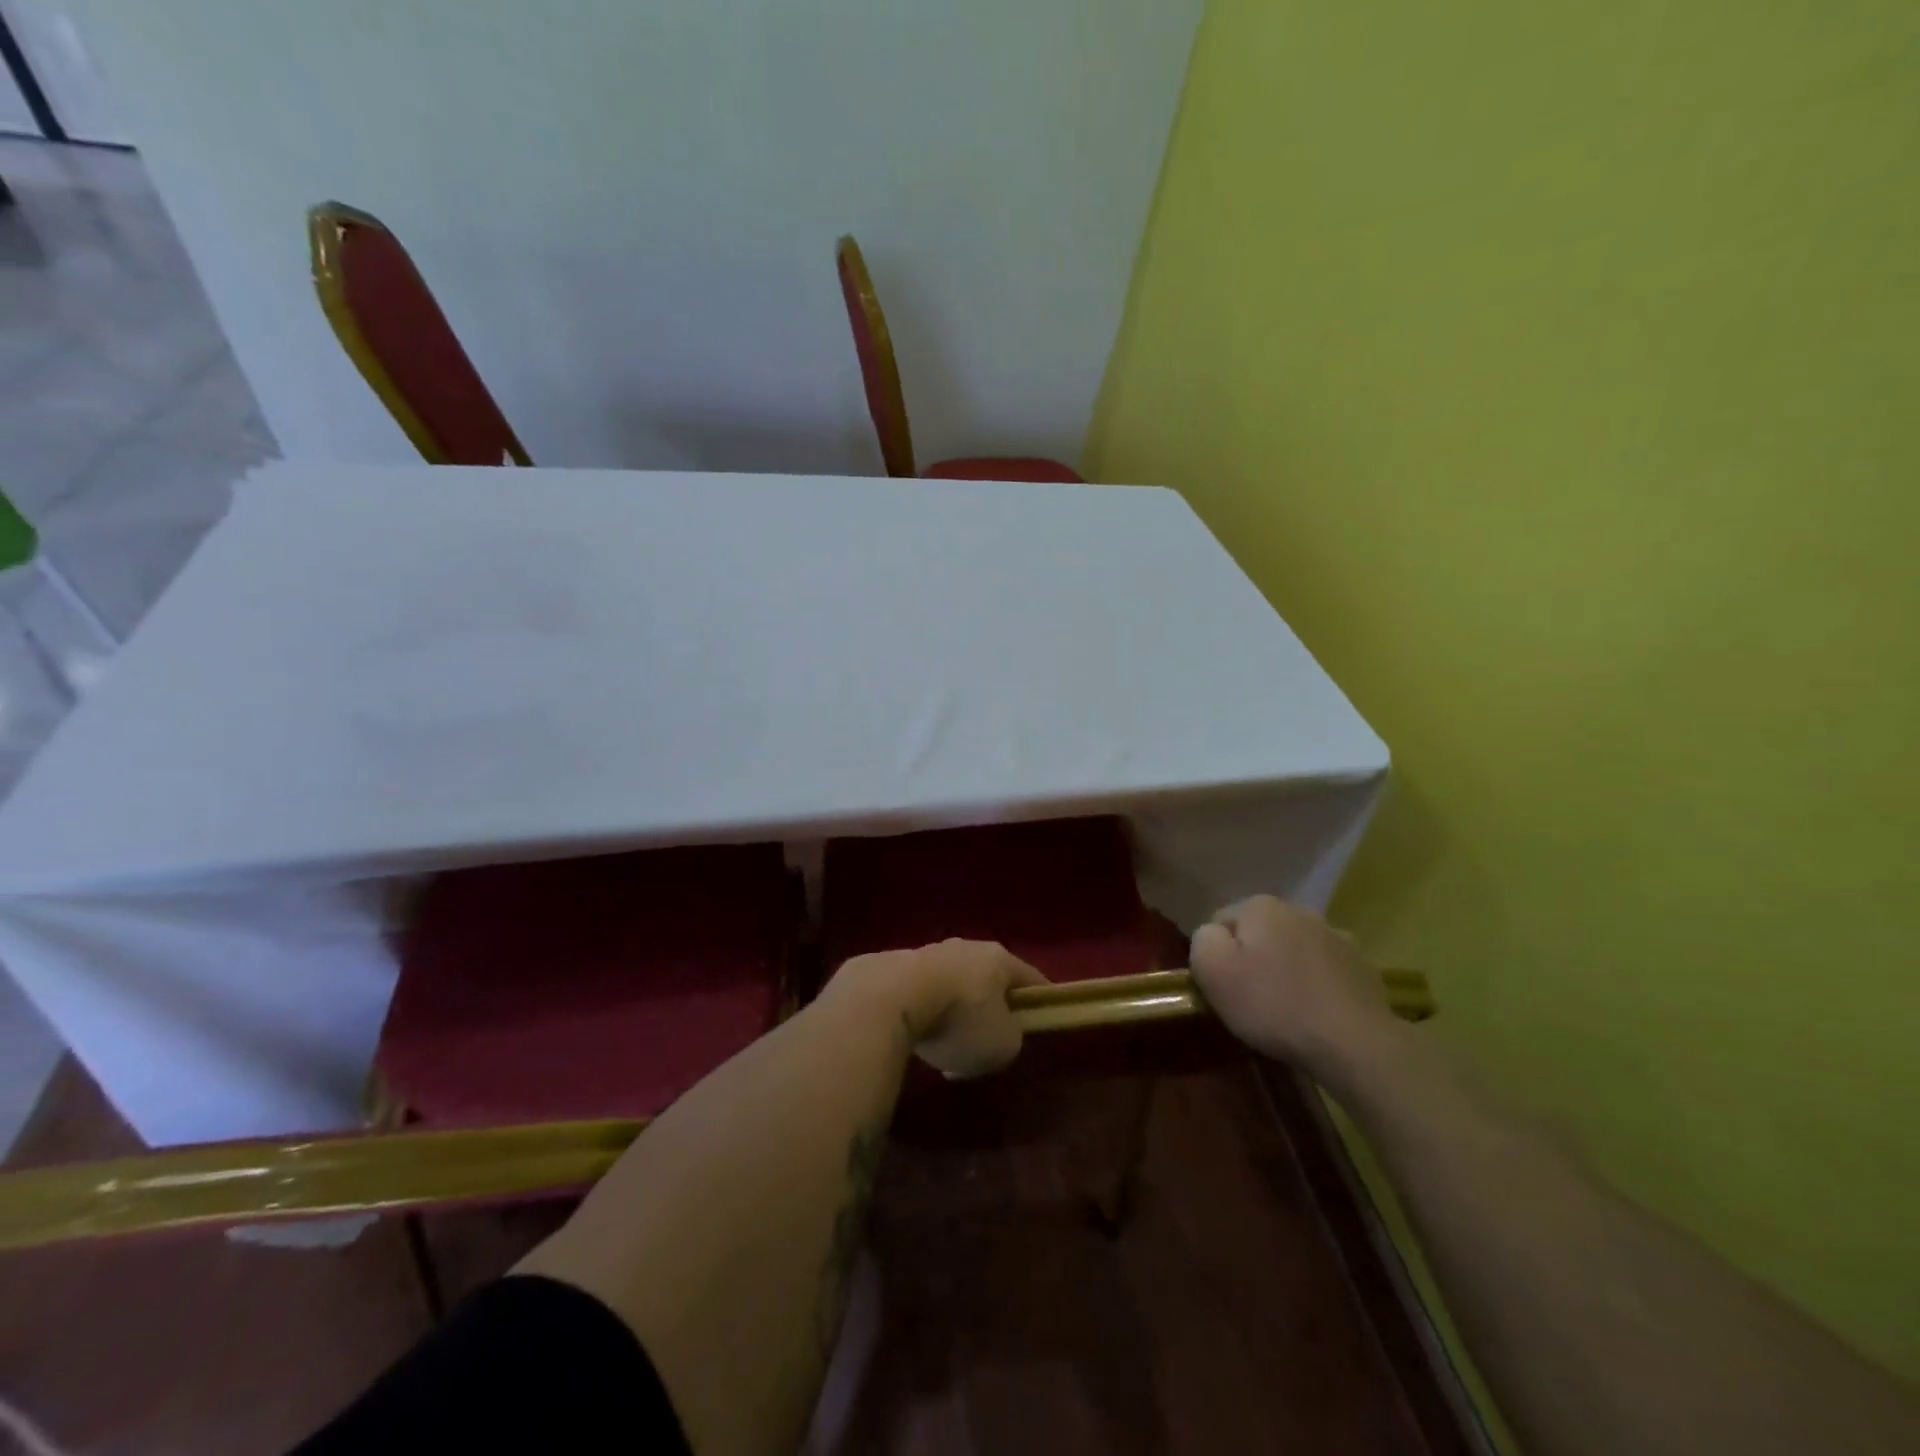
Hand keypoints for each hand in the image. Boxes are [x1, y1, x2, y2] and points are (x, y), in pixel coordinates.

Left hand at [825, 940, 1046, 1079]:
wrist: (889, 998)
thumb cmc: (959, 1019)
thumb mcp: (1002, 1044)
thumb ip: (1011, 1038)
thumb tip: (999, 1034)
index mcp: (999, 959)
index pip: (1030, 978)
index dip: (1039, 1001)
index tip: (1042, 1020)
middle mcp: (965, 947)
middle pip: (988, 980)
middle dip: (990, 1009)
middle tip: (989, 1041)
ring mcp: (928, 952)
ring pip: (952, 986)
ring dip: (954, 1014)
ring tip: (946, 1048)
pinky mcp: (895, 966)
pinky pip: (922, 994)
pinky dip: (925, 1015)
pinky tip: (917, 1041)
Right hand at [1189, 896, 1398, 1074]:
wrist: (1354, 1043)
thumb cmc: (1273, 1004)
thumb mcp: (1213, 971)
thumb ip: (1203, 940)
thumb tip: (1213, 935)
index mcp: (1260, 906)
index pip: (1221, 922)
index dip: (1217, 956)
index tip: (1224, 987)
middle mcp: (1299, 910)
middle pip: (1259, 933)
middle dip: (1253, 958)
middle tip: (1252, 999)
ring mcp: (1336, 936)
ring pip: (1293, 949)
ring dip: (1286, 969)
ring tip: (1286, 1009)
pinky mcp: (1362, 966)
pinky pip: (1324, 971)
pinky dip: (1316, 985)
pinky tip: (1316, 1013)